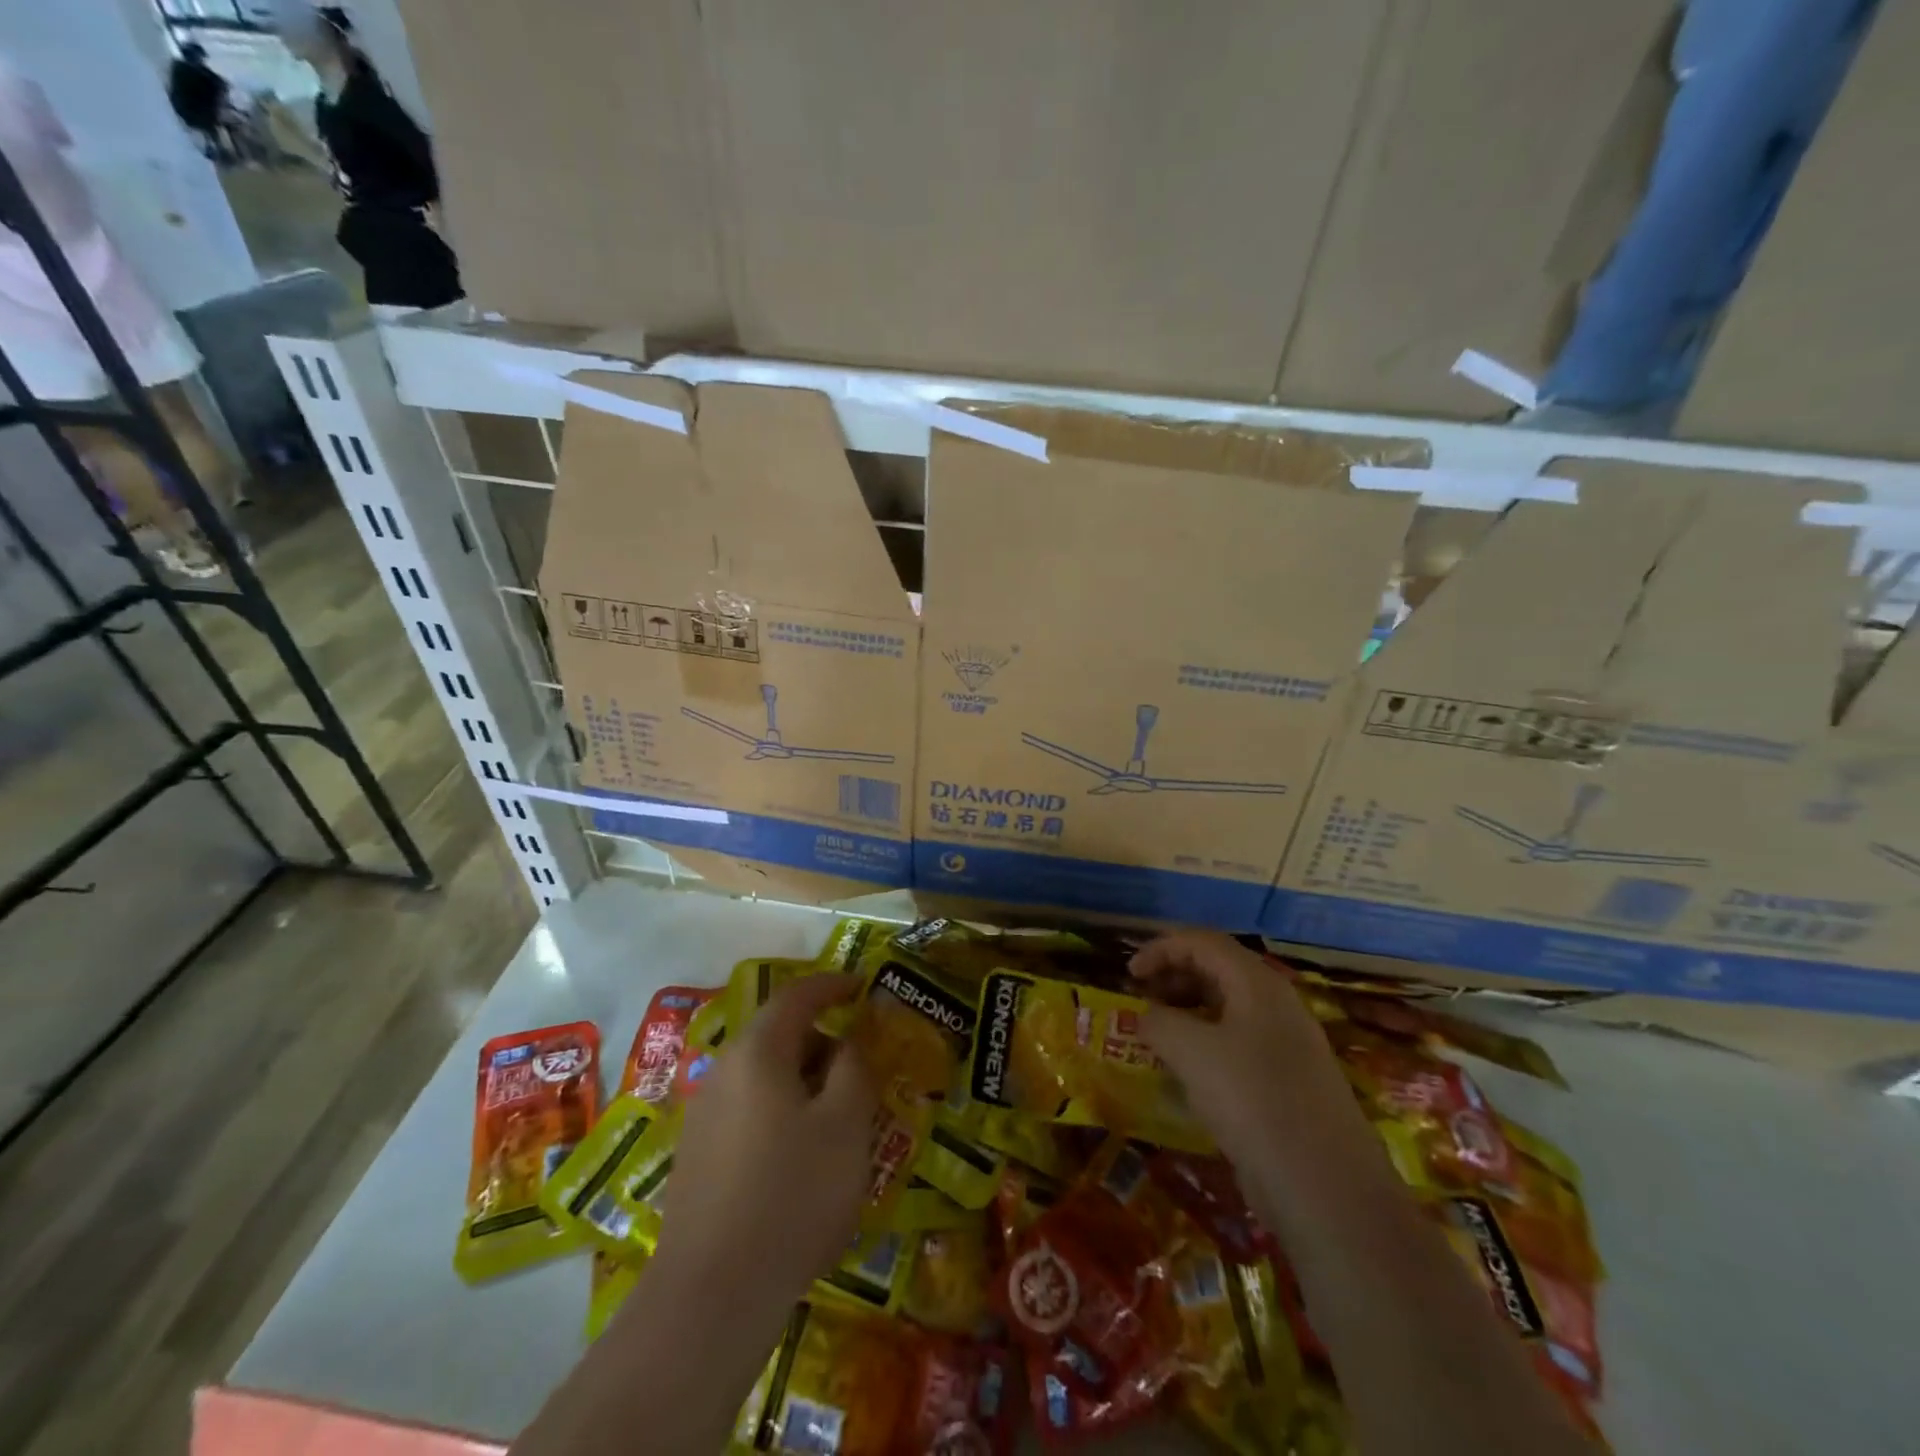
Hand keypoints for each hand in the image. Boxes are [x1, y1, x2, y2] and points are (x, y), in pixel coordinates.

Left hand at [656, 974, 876, 1305]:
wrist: (710, 1298)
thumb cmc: (792, 1194)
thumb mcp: (846, 1124)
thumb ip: (854, 1068)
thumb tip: (847, 1044)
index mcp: (758, 1052)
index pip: (797, 996)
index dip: (833, 985)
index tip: (862, 986)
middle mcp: (723, 1072)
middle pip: (780, 1037)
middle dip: (824, 1044)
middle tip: (862, 1071)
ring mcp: (704, 1117)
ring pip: (765, 1078)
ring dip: (805, 1084)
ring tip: (839, 1122)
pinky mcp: (698, 1158)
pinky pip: (750, 1113)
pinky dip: (783, 1115)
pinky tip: (802, 1161)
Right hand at [1131, 933, 1378, 1196]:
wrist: (1324, 1186)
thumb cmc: (1251, 1099)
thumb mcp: (1190, 1051)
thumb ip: (1159, 1021)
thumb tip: (1147, 1017)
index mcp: (1256, 983)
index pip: (1202, 942)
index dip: (1160, 949)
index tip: (1128, 974)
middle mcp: (1275, 1004)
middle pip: (1216, 970)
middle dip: (1172, 977)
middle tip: (1140, 1001)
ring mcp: (1285, 1044)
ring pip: (1226, 1009)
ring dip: (1186, 1012)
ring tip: (1156, 1036)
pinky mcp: (1287, 1082)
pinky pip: (1237, 1044)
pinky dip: (1204, 1045)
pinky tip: (1186, 1073)